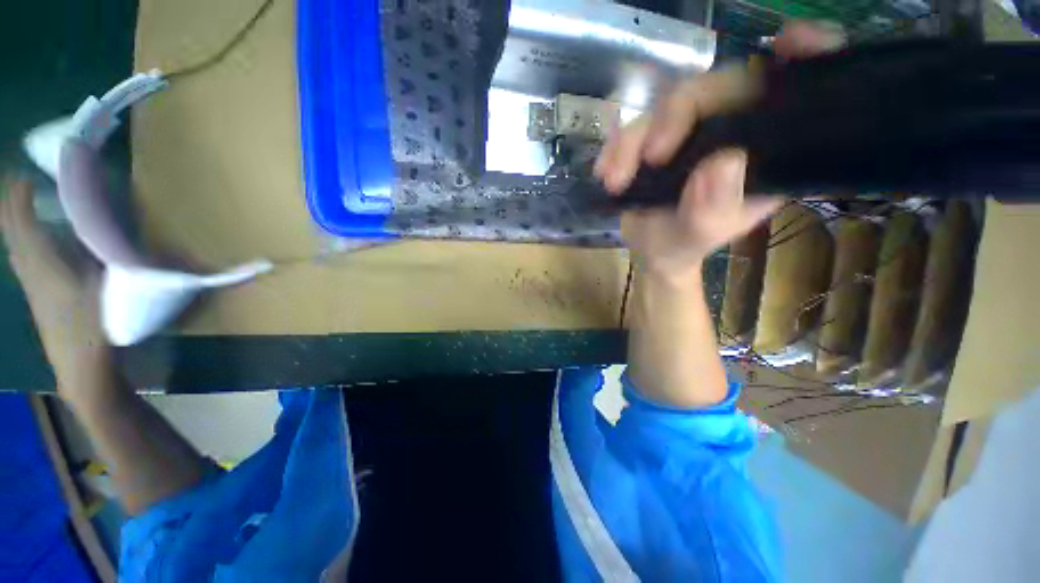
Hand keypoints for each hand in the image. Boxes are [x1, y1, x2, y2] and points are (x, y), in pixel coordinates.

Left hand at [1, 176, 108, 395]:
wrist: (81, 367)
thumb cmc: (96, 327)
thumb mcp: (110, 291)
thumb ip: (114, 261)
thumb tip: (126, 238)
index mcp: (43, 264)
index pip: (21, 223)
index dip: (18, 198)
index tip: (23, 176)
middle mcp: (29, 270)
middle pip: (11, 232)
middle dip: (8, 206)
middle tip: (14, 184)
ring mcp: (30, 284)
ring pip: (12, 246)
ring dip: (11, 223)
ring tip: (17, 206)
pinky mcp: (36, 295)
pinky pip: (20, 258)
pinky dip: (19, 242)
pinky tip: (26, 243)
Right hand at [594, 21, 845, 278]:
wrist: (651, 251)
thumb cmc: (684, 246)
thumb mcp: (701, 236)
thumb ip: (712, 209)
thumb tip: (722, 162)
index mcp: (766, 150)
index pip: (795, 90)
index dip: (806, 52)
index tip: (791, 41)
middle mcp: (734, 129)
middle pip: (716, 87)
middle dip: (675, 117)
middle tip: (649, 158)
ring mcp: (694, 130)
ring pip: (664, 107)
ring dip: (632, 142)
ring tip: (614, 182)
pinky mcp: (658, 136)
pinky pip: (635, 126)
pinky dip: (616, 148)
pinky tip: (605, 173)